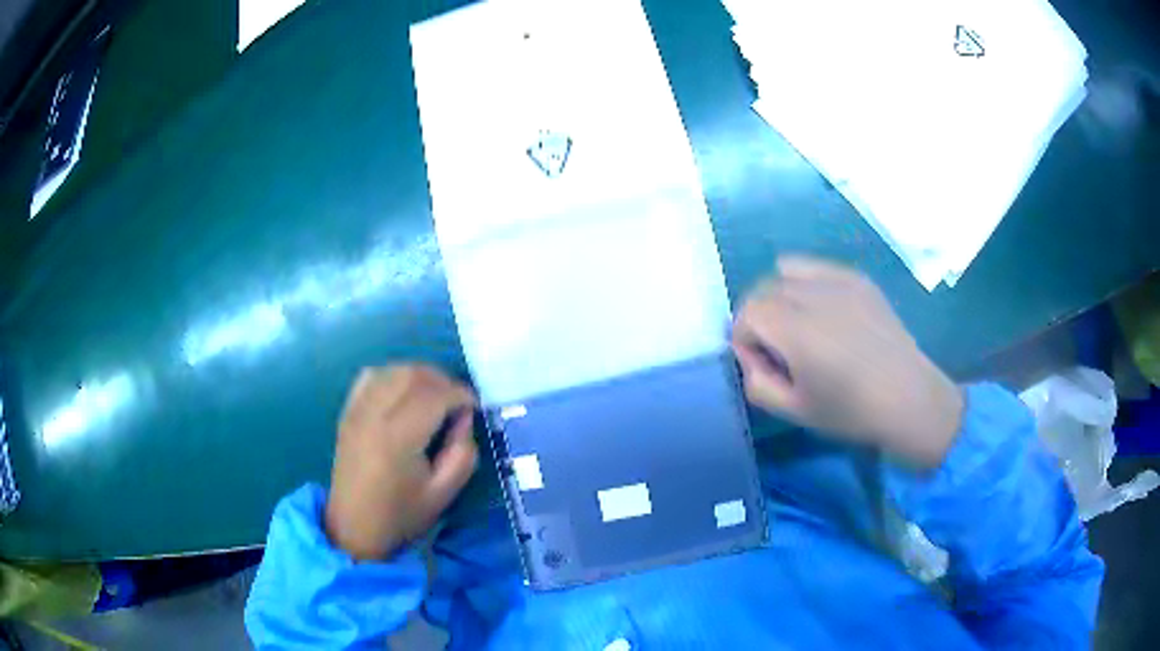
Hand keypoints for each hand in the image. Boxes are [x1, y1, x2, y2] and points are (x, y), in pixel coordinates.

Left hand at [325, 365, 478, 560]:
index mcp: (399, 438)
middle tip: (457, 402)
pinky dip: (393, 375)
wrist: (354, 527)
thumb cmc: (401, 514)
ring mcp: (357, 410)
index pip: (434, 396)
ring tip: (435, 397)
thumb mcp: (444, 493)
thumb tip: (463, 418)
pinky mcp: (348, 412)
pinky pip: (371, 376)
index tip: (475, 406)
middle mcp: (374, 415)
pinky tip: (403, 393)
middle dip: (443, 380)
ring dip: (420, 375)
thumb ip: (463, 453)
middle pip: (413, 374)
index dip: (460, 394)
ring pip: (393, 370)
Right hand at [732, 256, 963, 468]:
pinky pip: (816, 268)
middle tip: (778, 349)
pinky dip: (807, 284)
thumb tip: (751, 357)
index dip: (744, 337)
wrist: (908, 398)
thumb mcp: (794, 411)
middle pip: (764, 288)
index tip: (761, 363)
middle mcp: (813, 294)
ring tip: (798, 324)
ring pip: (787, 270)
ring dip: (780, 294)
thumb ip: (757, 384)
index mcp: (795, 329)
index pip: (747, 311)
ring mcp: (838, 280)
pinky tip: (825, 313)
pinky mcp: (858, 279)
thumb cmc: (851, 411)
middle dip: (759, 316)